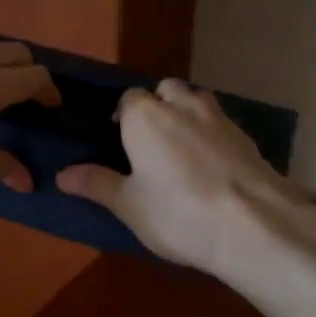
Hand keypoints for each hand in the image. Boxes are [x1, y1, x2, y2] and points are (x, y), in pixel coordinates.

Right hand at [55, 80, 305, 273]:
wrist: (254, 225)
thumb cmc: (178, 213)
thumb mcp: (128, 205)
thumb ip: (96, 184)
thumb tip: (62, 174)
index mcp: (146, 116)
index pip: (128, 99)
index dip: (122, 117)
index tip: (118, 141)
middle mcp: (183, 105)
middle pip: (166, 91)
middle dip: (157, 106)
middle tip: (149, 143)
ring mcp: (220, 118)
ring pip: (197, 102)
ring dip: (187, 115)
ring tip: (181, 151)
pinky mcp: (248, 138)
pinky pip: (221, 125)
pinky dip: (212, 136)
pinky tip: (211, 167)